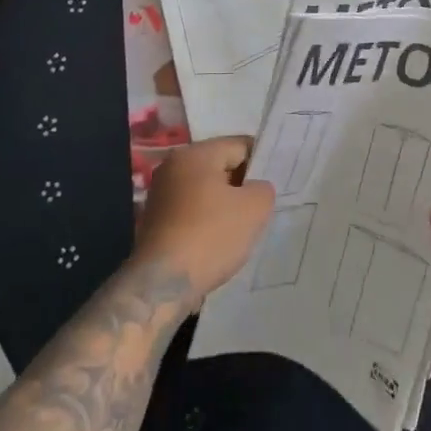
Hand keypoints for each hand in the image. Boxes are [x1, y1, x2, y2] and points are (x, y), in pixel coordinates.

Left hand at [133, 137, 274, 299]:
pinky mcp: (156, 219)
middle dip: (242, 185)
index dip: (261, 163)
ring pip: (206, 190)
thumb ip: (263, 188)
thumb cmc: (211, 236)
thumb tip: (255, 188)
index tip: (274, 184)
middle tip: (262, 207)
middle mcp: (173, 165)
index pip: (240, 146)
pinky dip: (207, 220)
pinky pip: (192, 210)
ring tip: (242, 227)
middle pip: (220, 166)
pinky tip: (219, 241)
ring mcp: (161, 193)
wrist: (163, 284)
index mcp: (195, 153)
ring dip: (225, 204)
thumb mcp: (254, 208)